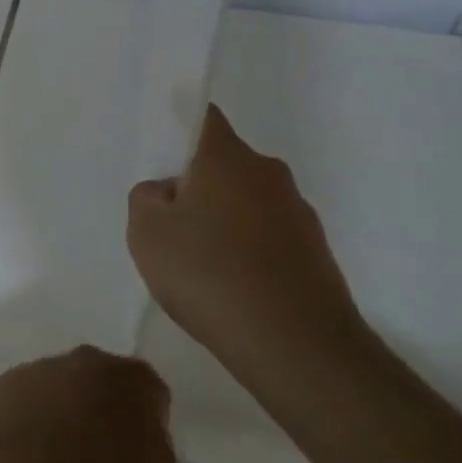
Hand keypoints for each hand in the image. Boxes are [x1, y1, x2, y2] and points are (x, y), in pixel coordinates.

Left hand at [0, 347, 175, 462]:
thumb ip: (153, 446)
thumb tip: (139, 434)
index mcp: (130, 378)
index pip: (149, 390)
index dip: (149, 420)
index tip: (142, 450)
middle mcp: (85, 360)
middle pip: (102, 380)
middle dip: (104, 407)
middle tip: (104, 452)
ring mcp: (40, 368)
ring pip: (62, 386)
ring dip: (66, 410)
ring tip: (62, 457)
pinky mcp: (5, 384)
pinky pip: (30, 399)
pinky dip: (33, 418)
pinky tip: (31, 452)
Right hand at [126, 105, 368, 392]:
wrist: (295, 346)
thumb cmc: (209, 274)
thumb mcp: (146, 232)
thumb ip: (146, 198)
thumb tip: (167, 193)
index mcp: (226, 157)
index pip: (202, 117)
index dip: (179, 127)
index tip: (161, 153)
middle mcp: (268, 173)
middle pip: (223, 163)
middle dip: (196, 184)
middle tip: (169, 221)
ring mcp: (299, 213)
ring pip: (246, 201)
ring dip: (223, 219)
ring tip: (200, 264)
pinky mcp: (315, 253)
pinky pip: (267, 236)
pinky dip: (247, 250)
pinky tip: (230, 287)